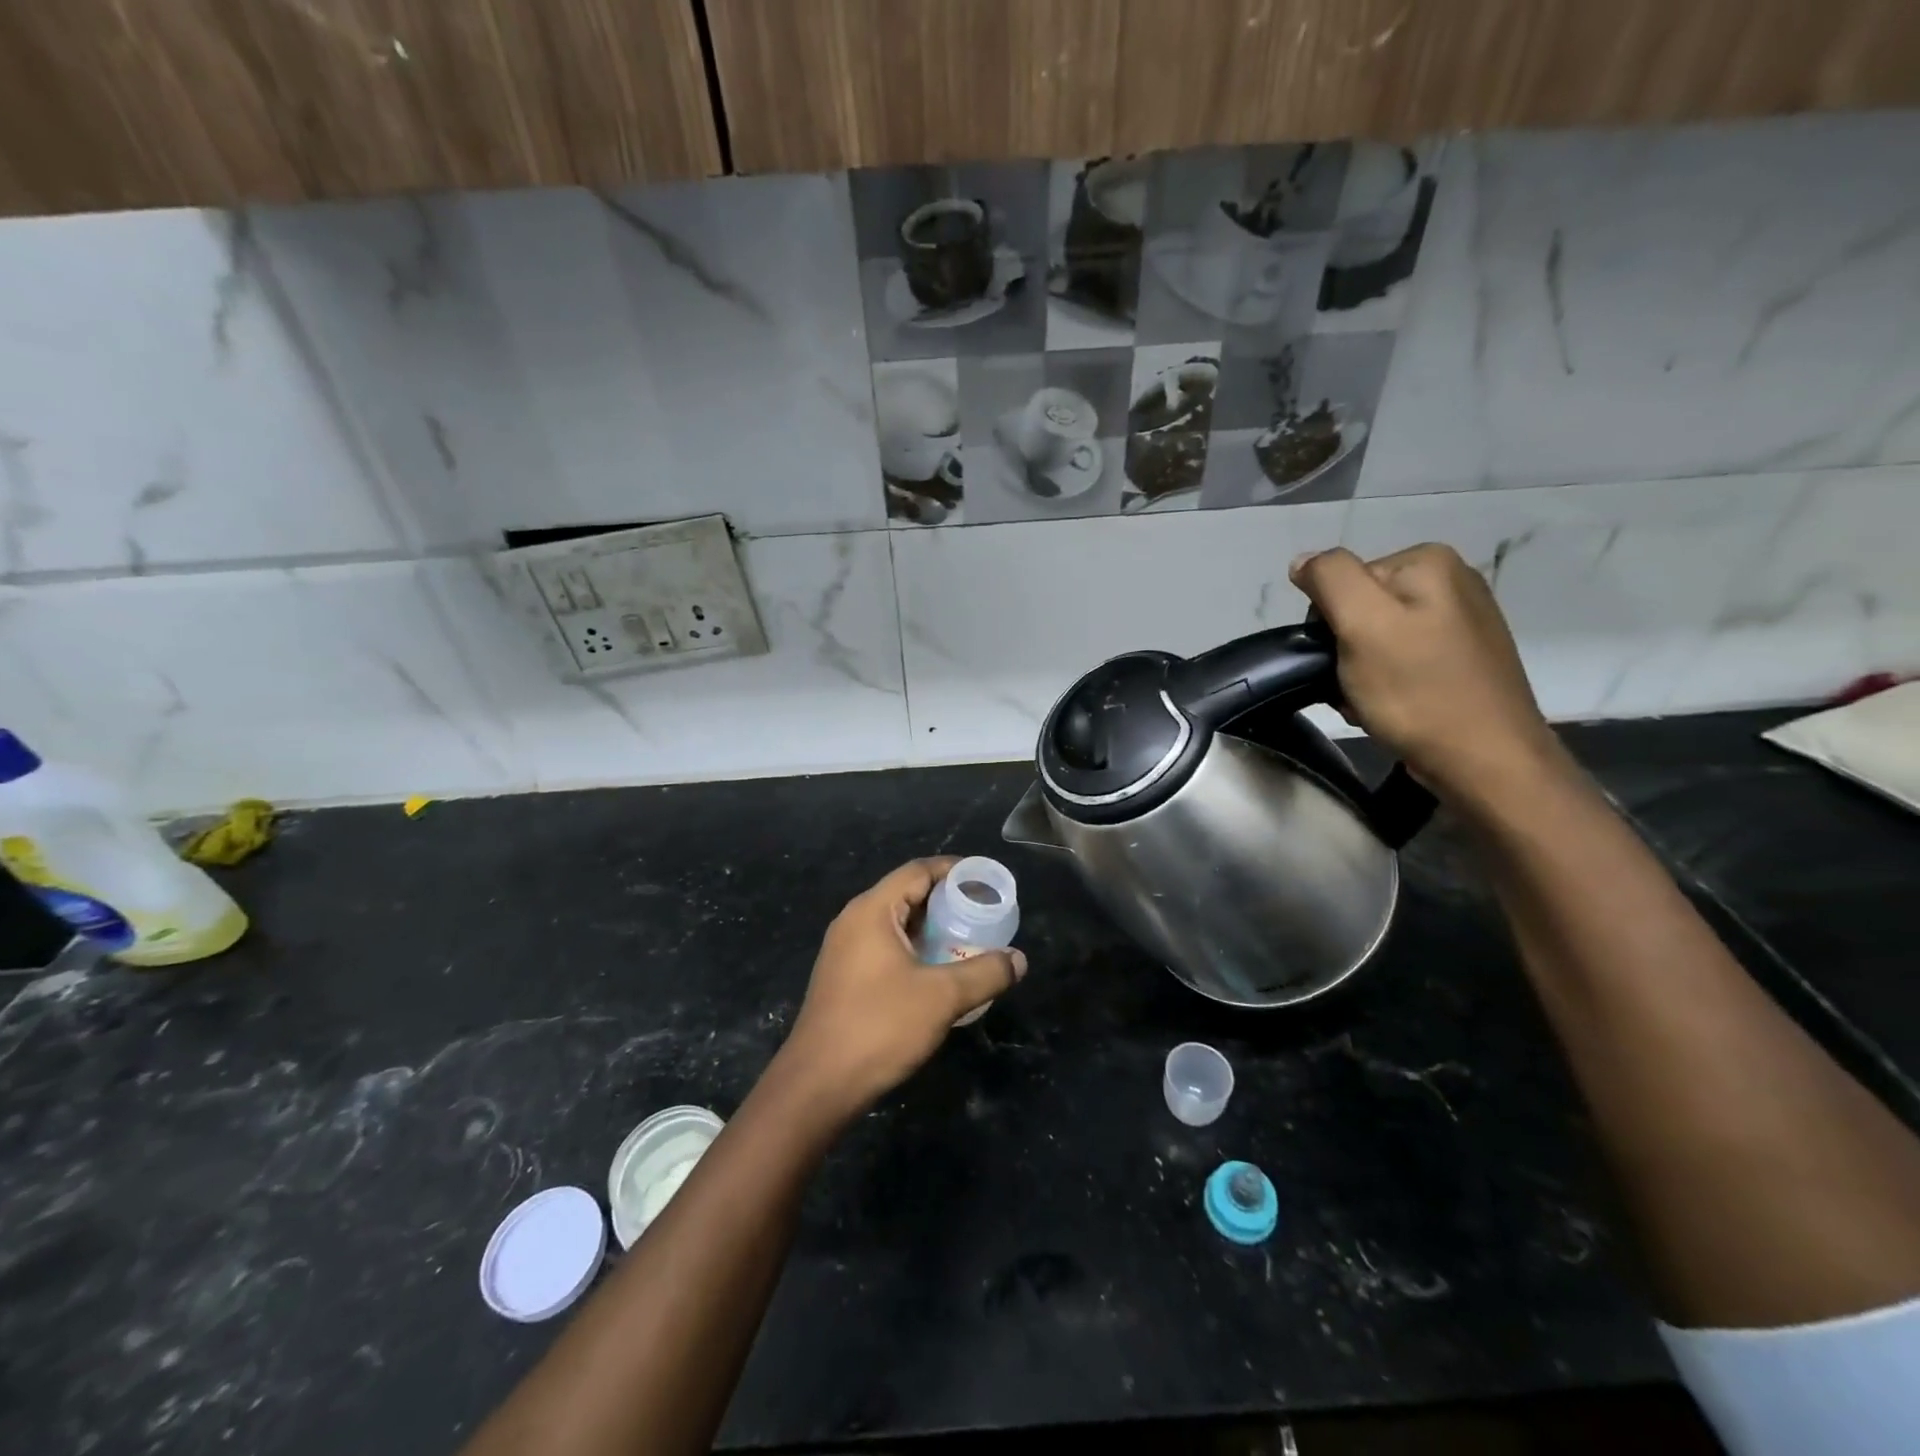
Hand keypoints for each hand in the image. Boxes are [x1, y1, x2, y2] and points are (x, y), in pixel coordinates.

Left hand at [778, 858, 1025, 1117]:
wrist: (818, 1085)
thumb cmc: (880, 1027)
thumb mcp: (942, 997)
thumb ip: (985, 973)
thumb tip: (1019, 959)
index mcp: (872, 911)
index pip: (918, 871)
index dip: (954, 870)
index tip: (986, 880)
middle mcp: (854, 921)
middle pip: (907, 894)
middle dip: (947, 900)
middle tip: (984, 913)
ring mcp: (845, 950)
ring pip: (897, 924)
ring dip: (932, 928)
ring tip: (969, 940)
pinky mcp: (844, 977)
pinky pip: (886, 947)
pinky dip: (915, 948)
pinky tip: (938, 971)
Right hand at [1290, 544, 1565, 808]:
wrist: (1485, 760)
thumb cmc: (1417, 691)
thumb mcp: (1362, 625)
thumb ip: (1330, 579)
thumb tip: (1303, 562)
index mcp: (1427, 562)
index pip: (1343, 582)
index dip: (1331, 624)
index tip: (1342, 660)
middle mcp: (1452, 580)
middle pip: (1361, 608)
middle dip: (1346, 649)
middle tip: (1355, 686)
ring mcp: (1463, 620)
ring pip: (1378, 638)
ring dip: (1360, 673)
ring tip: (1371, 702)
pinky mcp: (1465, 658)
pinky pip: (1403, 661)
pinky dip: (1386, 684)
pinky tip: (1393, 707)